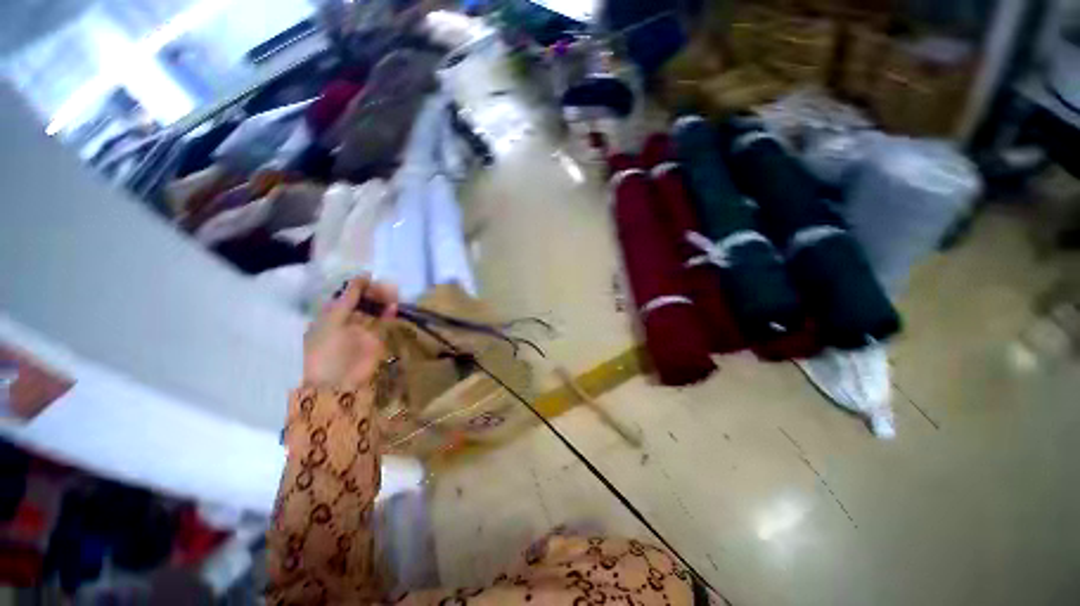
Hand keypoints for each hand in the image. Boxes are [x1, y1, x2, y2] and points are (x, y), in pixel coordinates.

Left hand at [303, 276, 397, 389]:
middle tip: (383, 287)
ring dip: (382, 301)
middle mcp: (346, 320)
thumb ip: (347, 299)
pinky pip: (384, 321)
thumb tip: (362, 276)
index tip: (369, 277)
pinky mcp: (377, 338)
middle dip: (372, 292)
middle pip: (362, 300)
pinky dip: (389, 313)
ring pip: (374, 309)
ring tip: (392, 293)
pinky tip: (394, 306)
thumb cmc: (327, 351)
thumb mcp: (332, 321)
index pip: (345, 295)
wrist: (339, 382)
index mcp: (329, 315)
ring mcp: (363, 329)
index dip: (356, 286)